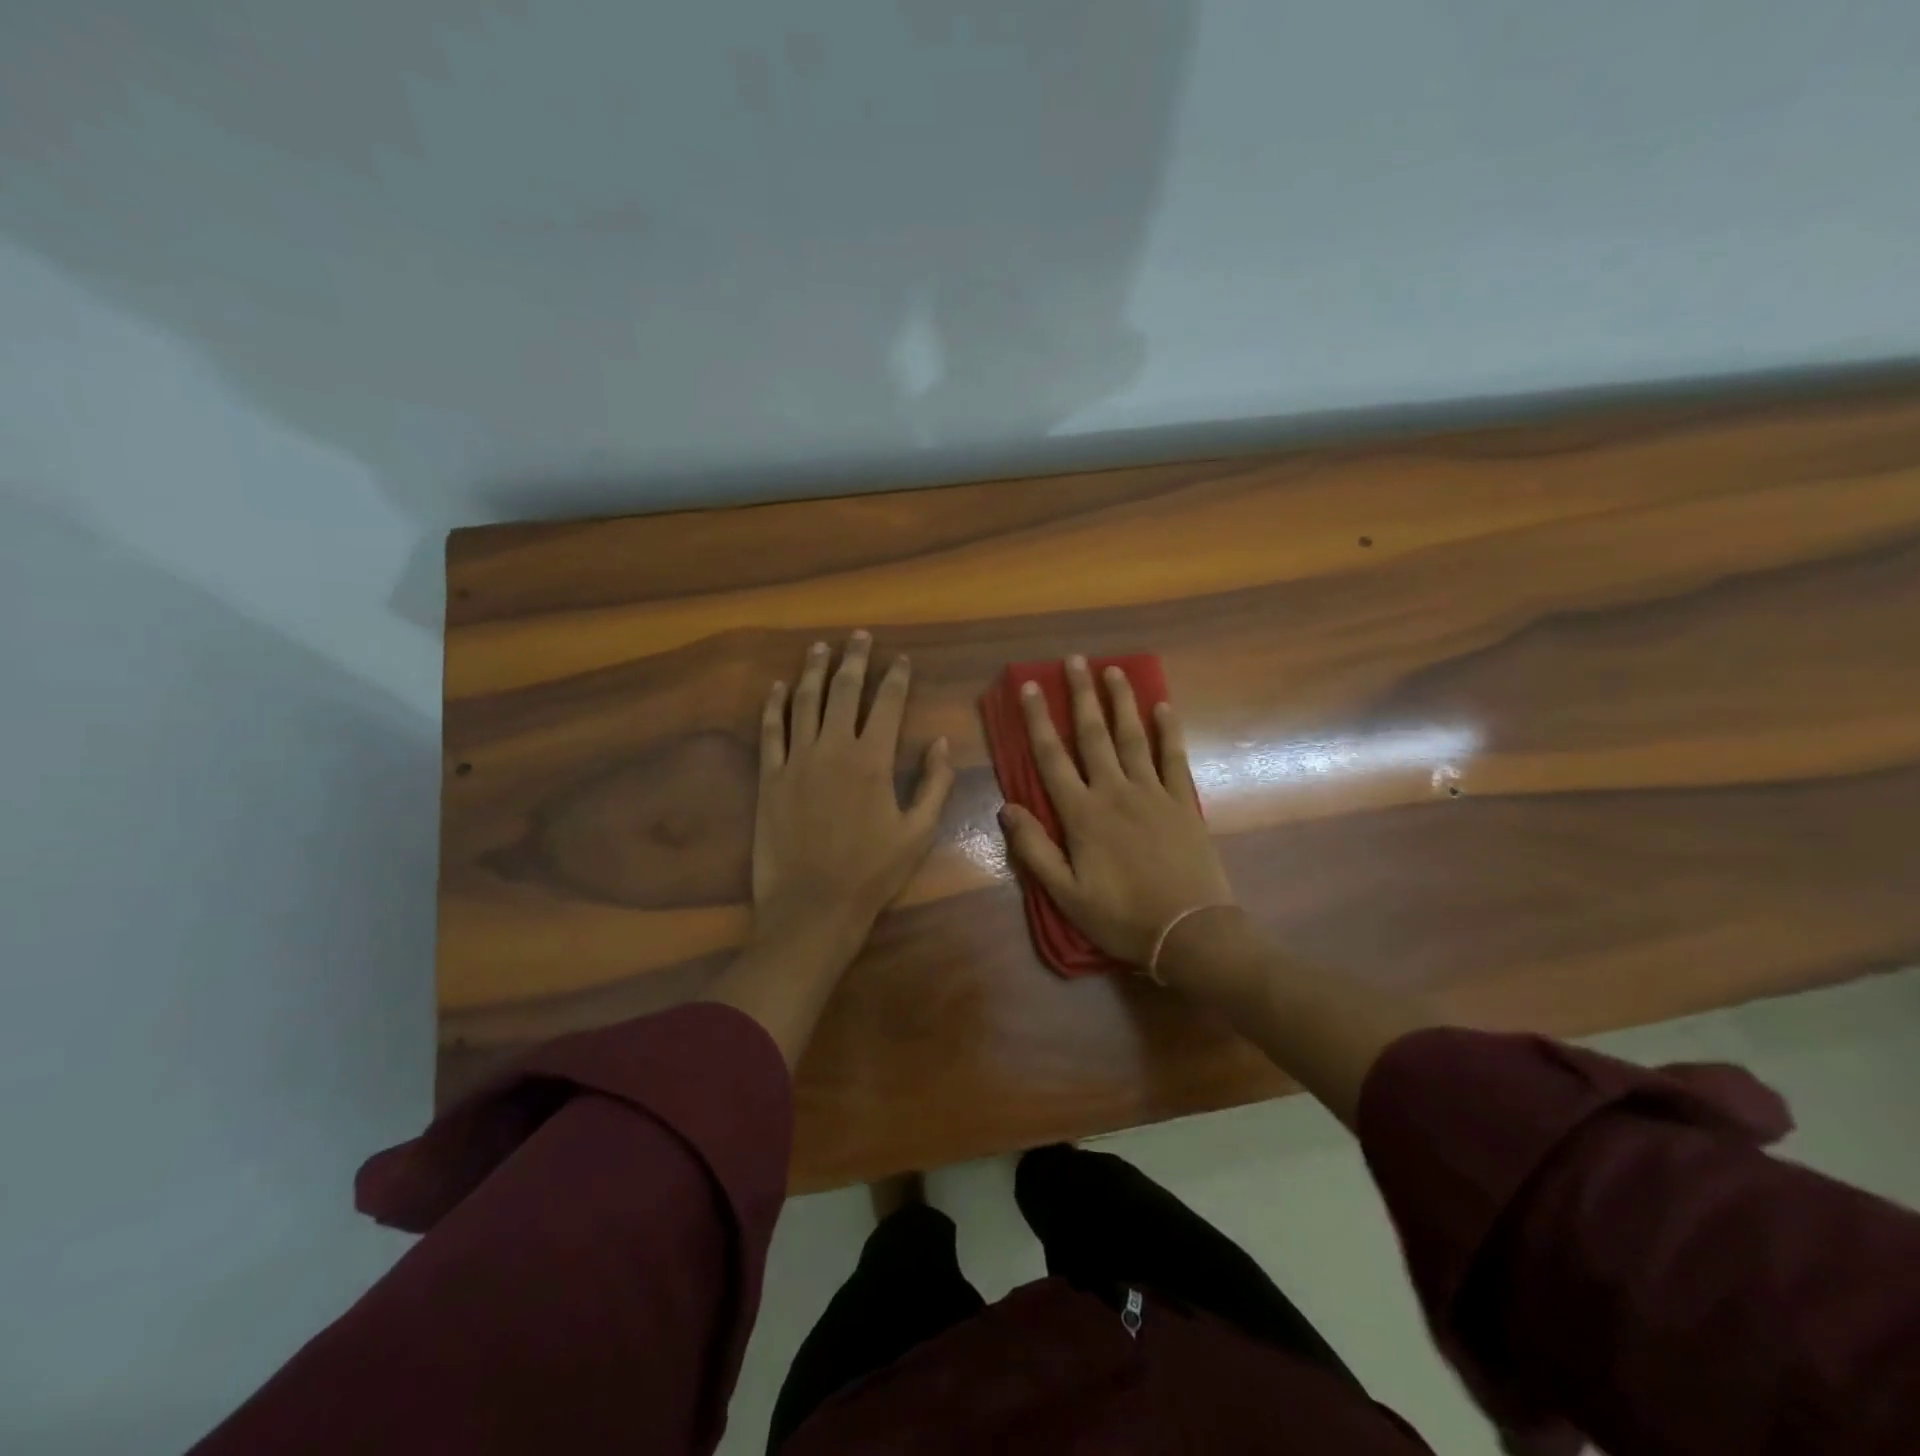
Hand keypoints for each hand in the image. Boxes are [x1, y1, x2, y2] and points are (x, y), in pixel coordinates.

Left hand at [752, 631, 954, 965]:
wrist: (813, 906)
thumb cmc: (872, 872)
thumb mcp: (918, 832)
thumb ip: (935, 784)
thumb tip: (943, 742)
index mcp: (873, 759)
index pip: (889, 704)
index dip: (897, 677)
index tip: (901, 658)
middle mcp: (834, 748)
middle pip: (845, 690)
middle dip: (854, 659)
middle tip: (859, 636)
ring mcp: (796, 760)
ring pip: (805, 702)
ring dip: (813, 671)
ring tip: (819, 647)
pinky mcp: (769, 777)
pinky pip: (770, 731)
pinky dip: (773, 706)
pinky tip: (776, 687)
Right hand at [999, 655, 1235, 971]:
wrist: (1189, 930)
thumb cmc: (1121, 916)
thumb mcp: (1066, 894)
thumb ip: (1034, 850)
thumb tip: (1005, 808)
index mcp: (1082, 814)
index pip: (1052, 757)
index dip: (1038, 720)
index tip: (1030, 686)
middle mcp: (1115, 792)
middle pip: (1093, 735)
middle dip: (1081, 695)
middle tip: (1075, 660)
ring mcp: (1152, 793)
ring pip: (1132, 737)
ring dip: (1121, 702)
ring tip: (1114, 670)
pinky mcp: (1182, 802)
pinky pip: (1173, 758)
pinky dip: (1168, 730)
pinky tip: (1163, 707)